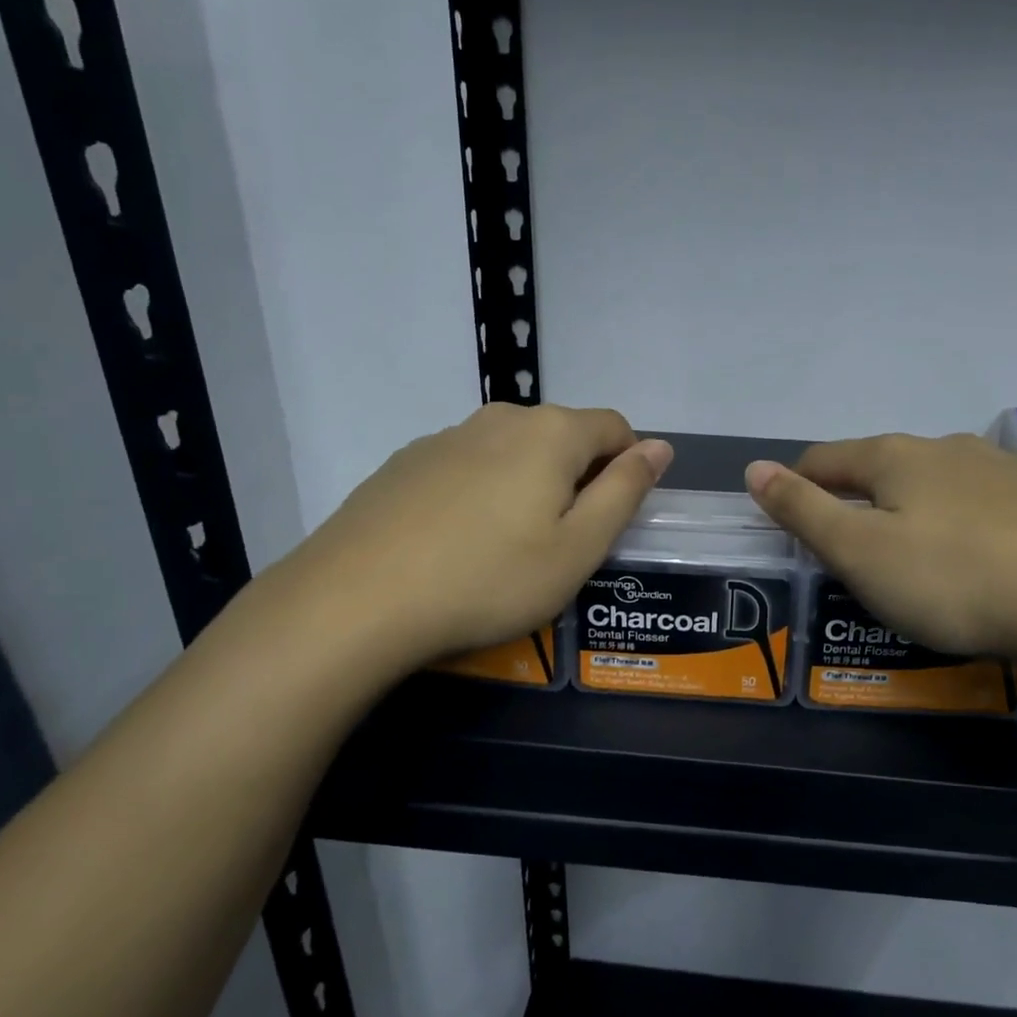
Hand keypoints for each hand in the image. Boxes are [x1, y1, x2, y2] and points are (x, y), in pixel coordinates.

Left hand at [273, 403, 671, 678]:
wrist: (357, 598)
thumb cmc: (489, 579)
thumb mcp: (578, 548)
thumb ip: (625, 491)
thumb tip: (660, 446)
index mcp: (551, 433)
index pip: (615, 427)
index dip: (627, 467)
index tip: (611, 518)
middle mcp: (500, 418)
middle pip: (562, 435)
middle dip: (577, 477)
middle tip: (561, 542)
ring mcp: (446, 436)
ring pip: (511, 450)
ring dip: (527, 484)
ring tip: (507, 546)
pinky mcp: (405, 461)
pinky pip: (467, 466)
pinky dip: (481, 492)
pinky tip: (457, 542)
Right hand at [744, 433, 1016, 678]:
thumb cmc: (955, 578)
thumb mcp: (860, 552)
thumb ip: (802, 510)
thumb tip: (753, 468)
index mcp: (894, 457)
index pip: (823, 460)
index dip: (794, 488)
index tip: (786, 524)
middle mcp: (947, 448)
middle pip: (879, 470)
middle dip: (854, 504)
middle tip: (846, 556)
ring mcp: (1004, 470)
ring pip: (934, 487)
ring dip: (909, 515)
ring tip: (912, 563)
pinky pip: (982, 509)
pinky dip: (960, 530)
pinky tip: (977, 565)